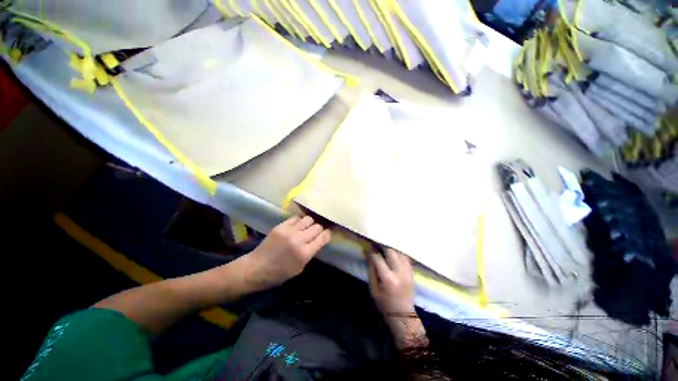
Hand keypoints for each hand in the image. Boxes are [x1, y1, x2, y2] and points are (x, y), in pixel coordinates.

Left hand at [243, 216, 331, 290]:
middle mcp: (298, 240)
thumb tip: (319, 240)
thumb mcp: (300, 267)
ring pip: (308, 219)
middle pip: (317, 226)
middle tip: (317, 232)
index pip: (323, 237)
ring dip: (310, 223)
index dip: (328, 234)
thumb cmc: (279, 273)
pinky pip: (296, 217)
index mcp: (304, 253)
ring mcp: (289, 231)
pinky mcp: (281, 226)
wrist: (256, 268)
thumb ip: (311, 252)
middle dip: (320, 229)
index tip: (327, 234)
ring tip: (307, 227)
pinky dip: (299, 221)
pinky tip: (298, 225)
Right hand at [367, 248, 414, 314]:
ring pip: (399, 252)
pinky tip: (393, 253)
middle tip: (376, 245)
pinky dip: (398, 253)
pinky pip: (405, 257)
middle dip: (382, 246)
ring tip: (384, 248)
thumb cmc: (384, 302)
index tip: (367, 249)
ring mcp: (407, 271)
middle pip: (391, 251)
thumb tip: (368, 254)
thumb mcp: (373, 288)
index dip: (371, 252)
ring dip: (391, 248)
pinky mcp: (411, 271)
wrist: (402, 314)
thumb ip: (371, 269)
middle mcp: (400, 272)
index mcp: (388, 278)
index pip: (378, 258)